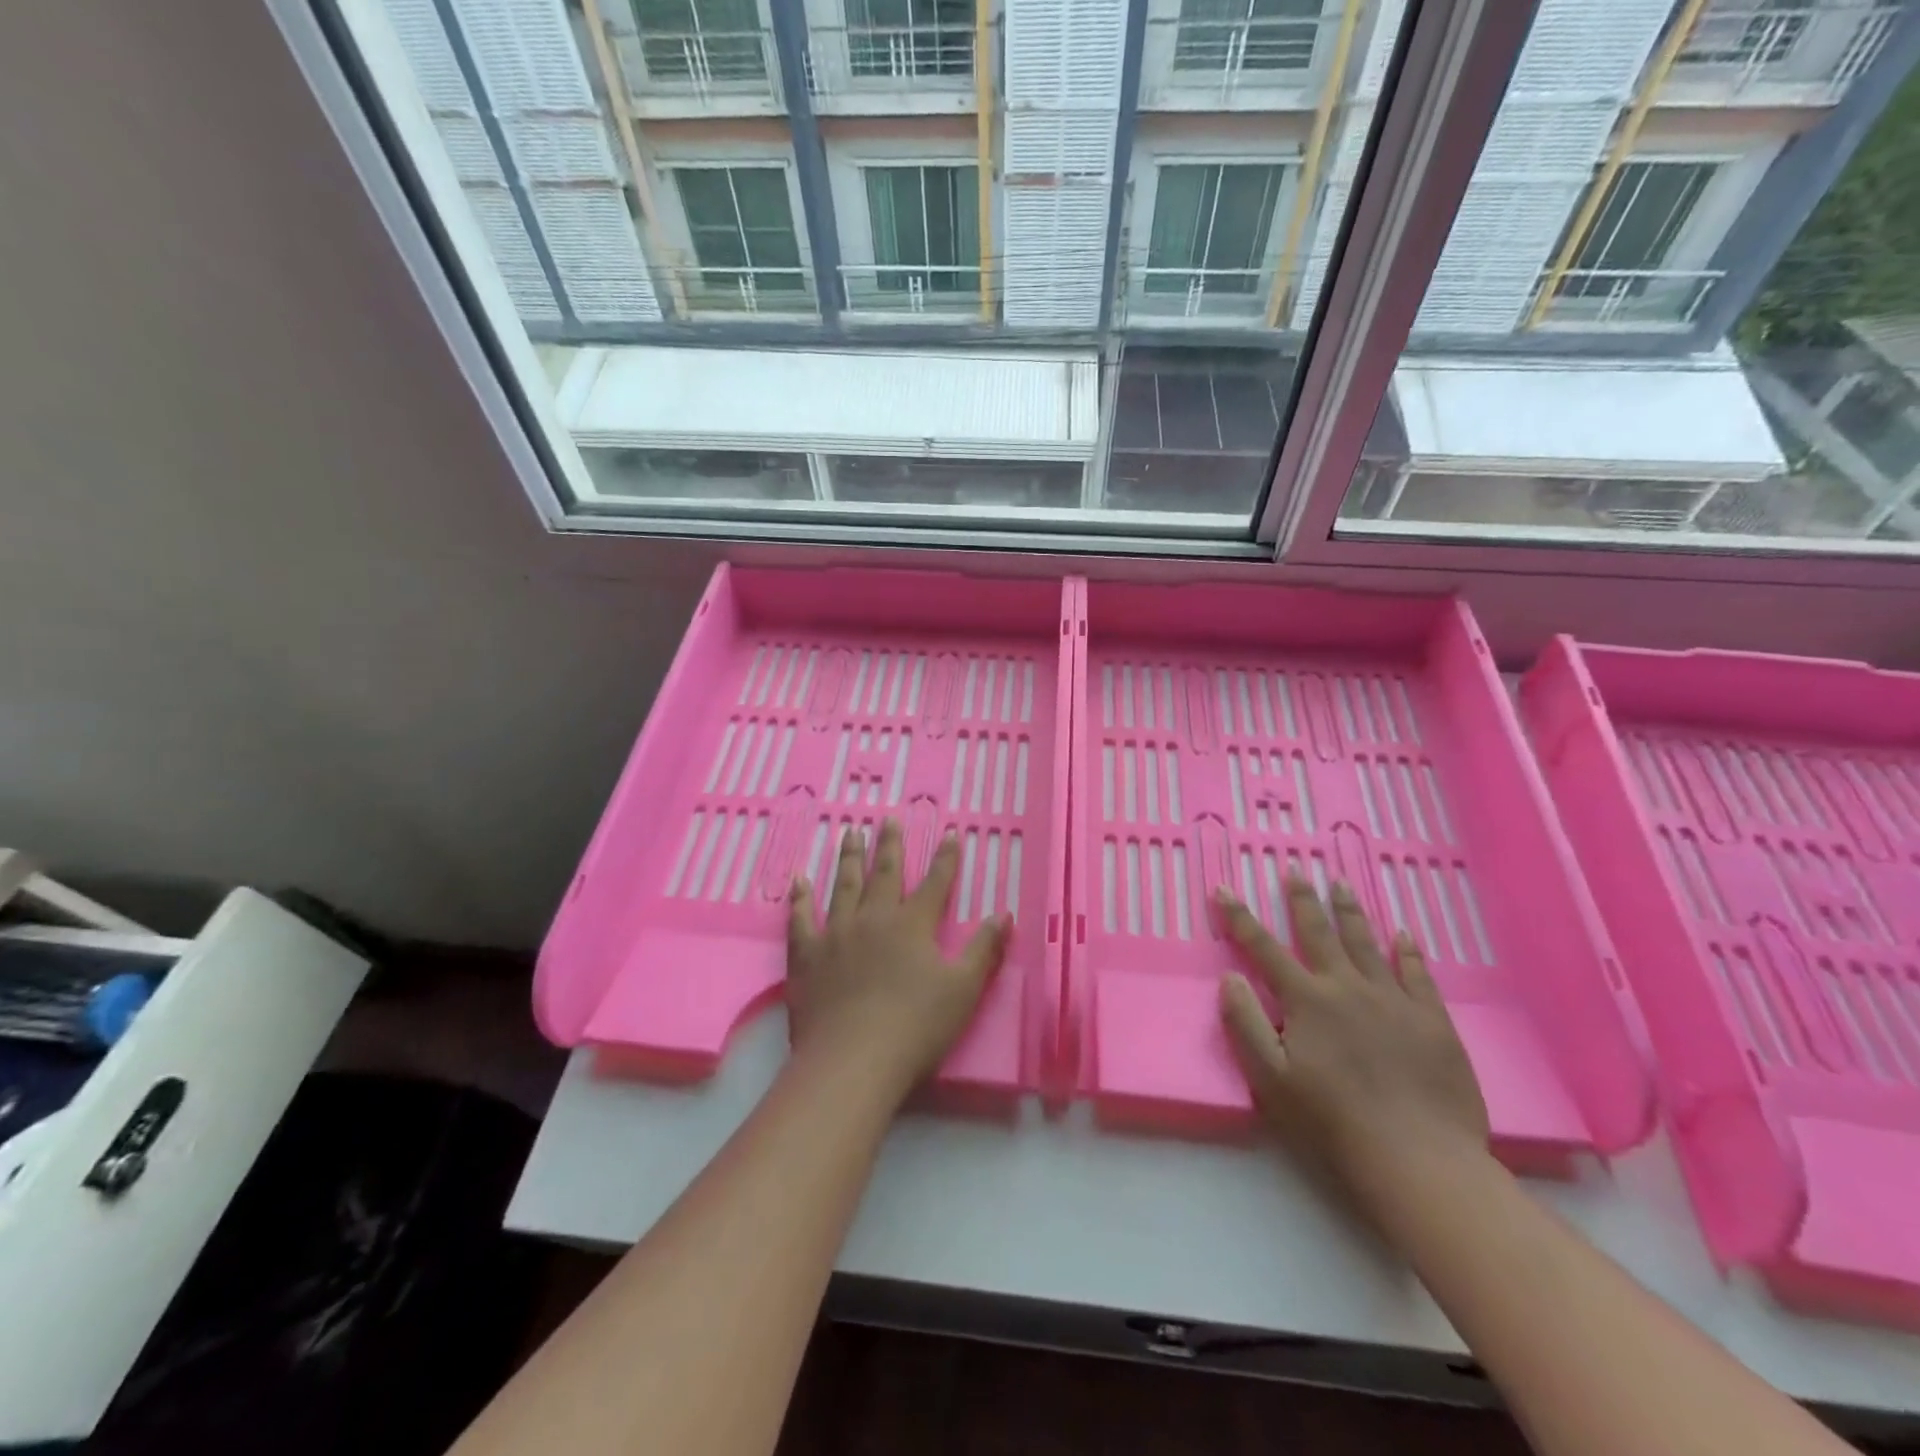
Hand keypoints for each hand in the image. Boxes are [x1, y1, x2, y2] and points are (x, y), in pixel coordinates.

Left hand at [787, 819, 1010, 1100]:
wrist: (853, 1060)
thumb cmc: (916, 1027)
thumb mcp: (964, 989)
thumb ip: (984, 949)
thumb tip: (1004, 914)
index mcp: (913, 925)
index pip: (935, 884)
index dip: (945, 859)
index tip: (949, 834)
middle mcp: (874, 919)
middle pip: (884, 874)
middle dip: (890, 845)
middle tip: (888, 818)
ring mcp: (836, 934)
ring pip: (843, 886)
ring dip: (848, 858)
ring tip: (849, 833)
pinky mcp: (807, 956)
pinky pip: (801, 919)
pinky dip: (800, 899)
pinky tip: (798, 881)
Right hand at [1217, 878, 1488, 1211]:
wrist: (1419, 1158)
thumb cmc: (1333, 1121)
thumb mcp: (1271, 1078)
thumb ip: (1247, 1023)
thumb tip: (1229, 977)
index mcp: (1308, 1001)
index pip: (1264, 949)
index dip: (1241, 918)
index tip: (1225, 888)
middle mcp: (1348, 988)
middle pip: (1320, 933)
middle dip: (1303, 900)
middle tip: (1296, 869)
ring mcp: (1394, 1001)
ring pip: (1367, 943)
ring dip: (1350, 911)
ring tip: (1340, 884)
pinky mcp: (1433, 1021)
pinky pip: (1418, 974)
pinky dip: (1408, 950)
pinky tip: (1403, 933)